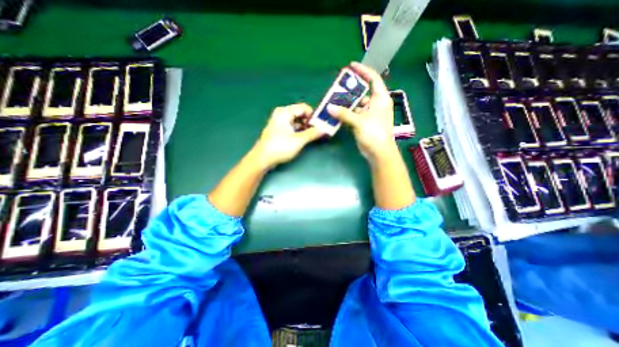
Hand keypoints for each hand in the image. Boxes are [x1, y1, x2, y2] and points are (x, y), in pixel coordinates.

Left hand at [250, 102, 321, 167]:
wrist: (263, 159)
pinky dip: (298, 130)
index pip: (304, 108)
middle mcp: (281, 114)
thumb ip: (312, 133)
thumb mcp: (299, 140)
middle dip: (309, 122)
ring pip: (296, 120)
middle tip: (317, 132)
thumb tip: (325, 129)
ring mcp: (279, 121)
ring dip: (305, 127)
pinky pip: (291, 126)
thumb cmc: (280, 147)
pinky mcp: (278, 129)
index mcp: (285, 112)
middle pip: (300, 113)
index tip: (320, 125)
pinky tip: (303, 138)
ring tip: (312, 136)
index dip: (313, 116)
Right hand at [329, 61, 395, 163]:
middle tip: (338, 85)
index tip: (351, 66)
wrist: (378, 152)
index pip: (373, 79)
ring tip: (334, 99)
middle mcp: (375, 104)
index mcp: (380, 99)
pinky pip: (354, 114)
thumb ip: (344, 114)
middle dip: (351, 89)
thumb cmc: (374, 134)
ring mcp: (369, 114)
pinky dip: (346, 113)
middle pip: (363, 91)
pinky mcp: (364, 122)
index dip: (363, 71)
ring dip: (347, 102)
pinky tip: (337, 111)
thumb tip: (329, 107)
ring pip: (357, 104)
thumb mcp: (359, 121)